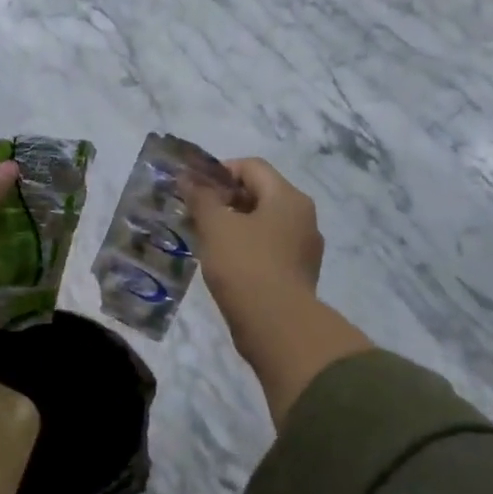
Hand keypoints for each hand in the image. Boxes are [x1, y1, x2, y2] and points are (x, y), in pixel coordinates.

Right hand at [185, 158, 324, 309]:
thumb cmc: (245, 266)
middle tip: (196, 214)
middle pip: (261, 193)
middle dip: (226, 199)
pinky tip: (225, 264)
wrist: (277, 326)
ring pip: (265, 223)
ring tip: (207, 239)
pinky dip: (247, 248)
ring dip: (236, 225)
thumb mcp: (216, 226)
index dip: (220, 171)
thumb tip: (187, 177)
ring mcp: (305, 248)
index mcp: (288, 198)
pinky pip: (270, 249)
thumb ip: (200, 197)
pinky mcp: (299, 274)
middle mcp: (304, 217)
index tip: (194, 189)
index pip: (252, 167)